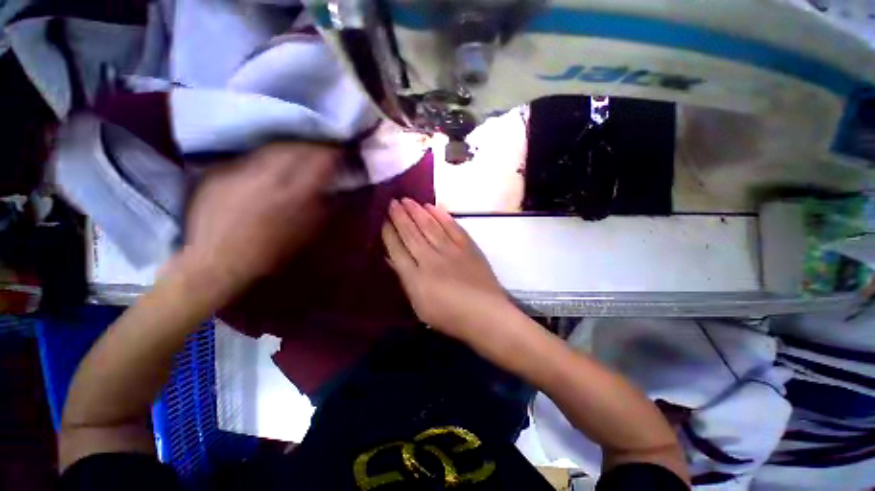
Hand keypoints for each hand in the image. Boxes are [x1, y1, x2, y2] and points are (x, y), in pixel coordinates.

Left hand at [182, 142, 337, 295]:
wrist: (219, 264)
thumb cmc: (274, 255)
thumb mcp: (309, 234)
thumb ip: (325, 207)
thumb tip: (335, 189)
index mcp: (295, 196)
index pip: (320, 162)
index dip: (332, 155)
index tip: (340, 154)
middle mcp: (268, 178)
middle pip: (295, 149)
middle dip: (312, 148)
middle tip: (321, 150)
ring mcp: (240, 174)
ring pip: (271, 150)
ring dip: (289, 149)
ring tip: (297, 154)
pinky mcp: (219, 175)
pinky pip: (249, 159)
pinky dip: (265, 160)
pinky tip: (268, 168)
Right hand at [382, 198, 514, 342]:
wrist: (485, 314)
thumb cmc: (450, 317)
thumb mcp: (420, 306)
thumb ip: (406, 280)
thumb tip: (394, 260)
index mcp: (416, 278)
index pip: (397, 250)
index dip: (389, 233)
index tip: (383, 219)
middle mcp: (431, 259)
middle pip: (411, 233)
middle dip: (400, 216)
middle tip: (392, 202)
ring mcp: (451, 250)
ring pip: (429, 226)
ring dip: (417, 211)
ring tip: (407, 200)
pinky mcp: (468, 246)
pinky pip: (452, 226)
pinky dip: (441, 215)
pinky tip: (432, 207)